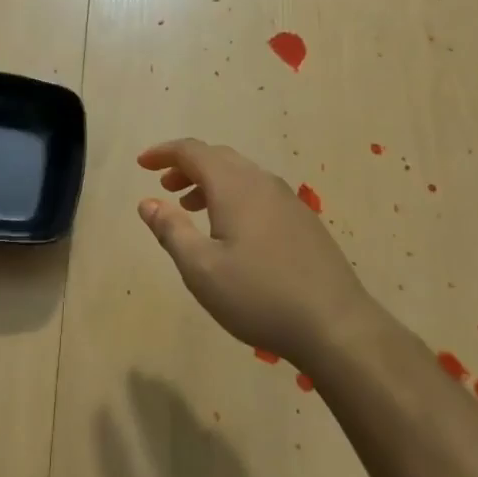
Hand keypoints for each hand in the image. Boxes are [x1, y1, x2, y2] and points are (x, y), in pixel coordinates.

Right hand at [137, 138, 374, 365]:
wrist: (336, 325)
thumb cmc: (259, 296)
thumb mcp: (201, 269)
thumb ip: (171, 230)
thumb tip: (148, 201)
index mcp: (235, 186)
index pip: (193, 151)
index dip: (164, 153)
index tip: (142, 164)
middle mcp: (262, 182)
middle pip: (218, 157)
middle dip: (186, 166)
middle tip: (164, 187)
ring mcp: (288, 200)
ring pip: (241, 175)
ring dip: (210, 183)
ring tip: (191, 209)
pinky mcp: (303, 221)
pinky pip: (259, 192)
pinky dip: (233, 197)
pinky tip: (231, 231)